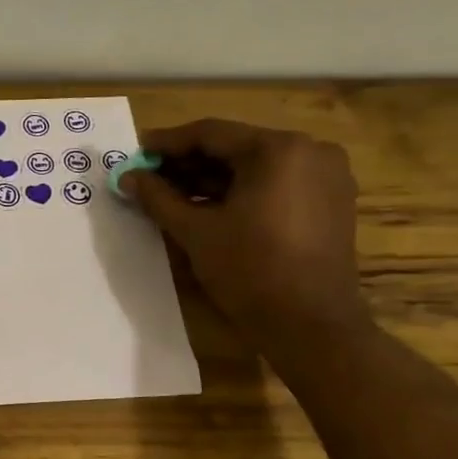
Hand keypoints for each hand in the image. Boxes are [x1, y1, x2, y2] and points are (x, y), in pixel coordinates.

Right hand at [123, 119, 368, 355]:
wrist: (311, 325)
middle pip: (235, 147)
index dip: (167, 143)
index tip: (136, 152)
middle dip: (189, 163)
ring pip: (255, 167)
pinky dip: (240, 192)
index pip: (211, 134)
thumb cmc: (250, 270)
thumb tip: (127, 177)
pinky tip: (208, 209)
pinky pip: (275, 184)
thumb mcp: (195, 231)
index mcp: (278, 149)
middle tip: (149, 177)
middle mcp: (309, 151)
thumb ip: (158, 197)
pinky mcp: (330, 202)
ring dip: (212, 179)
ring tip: (171, 195)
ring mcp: (326, 176)